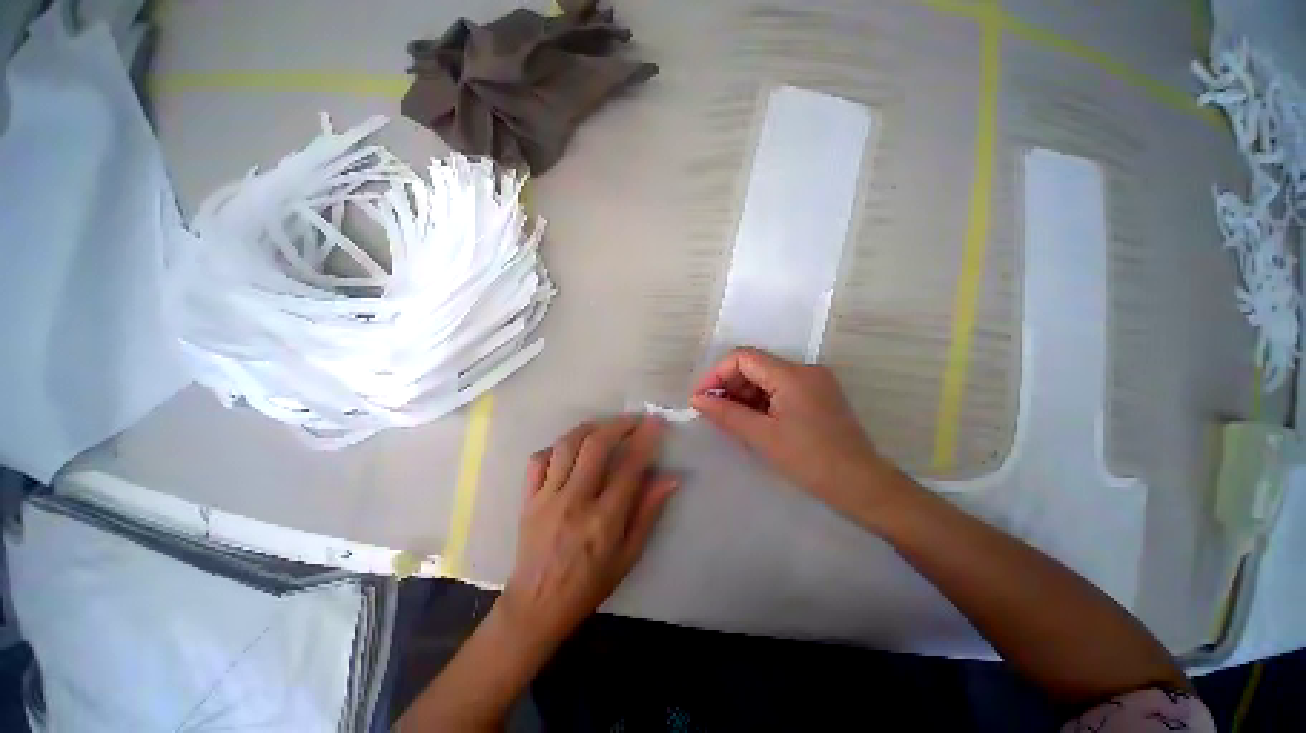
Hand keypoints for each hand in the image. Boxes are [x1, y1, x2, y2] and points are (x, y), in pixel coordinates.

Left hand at [499, 416, 677, 654]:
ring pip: (567, 445)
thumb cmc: (589, 585)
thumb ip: (648, 513)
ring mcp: (547, 498)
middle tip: (633, 419)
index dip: (645, 440)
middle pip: (595, 446)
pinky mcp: (528, 498)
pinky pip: (539, 460)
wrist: (536, 607)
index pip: (629, 467)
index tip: (656, 423)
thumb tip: (670, 478)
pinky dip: (557, 447)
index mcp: (603, 520)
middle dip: (618, 425)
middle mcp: (574, 502)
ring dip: (590, 428)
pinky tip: (570, 448)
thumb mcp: (628, 556)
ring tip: (606, 425)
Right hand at [689, 348, 899, 518]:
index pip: (743, 358)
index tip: (701, 397)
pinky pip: (780, 388)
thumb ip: (726, 414)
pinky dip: (761, 400)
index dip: (716, 374)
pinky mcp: (817, 394)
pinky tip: (753, 419)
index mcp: (791, 374)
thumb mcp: (762, 436)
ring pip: (766, 377)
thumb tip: (697, 399)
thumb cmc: (809, 460)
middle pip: (755, 365)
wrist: (861, 485)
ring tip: (731, 419)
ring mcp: (814, 381)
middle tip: (714, 411)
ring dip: (744, 394)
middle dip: (730, 385)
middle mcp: (804, 369)